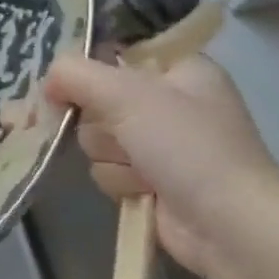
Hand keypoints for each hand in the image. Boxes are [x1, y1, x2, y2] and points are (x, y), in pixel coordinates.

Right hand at [43, 53, 278, 276]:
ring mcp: (160, 144)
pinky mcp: (150, 180)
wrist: (230, 227)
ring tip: (142, 170)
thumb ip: (75, 74)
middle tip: (123, 133)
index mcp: (179, 69)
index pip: (117, 51)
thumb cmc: (187, 146)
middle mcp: (170, 102)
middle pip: (97, 98)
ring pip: (96, 137)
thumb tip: (47, 81)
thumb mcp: (126, 94)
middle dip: (102, 123)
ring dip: (111, 156)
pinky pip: (106, 168)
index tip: (74, 82)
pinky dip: (119, 180)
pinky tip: (144, 190)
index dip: (92, 66)